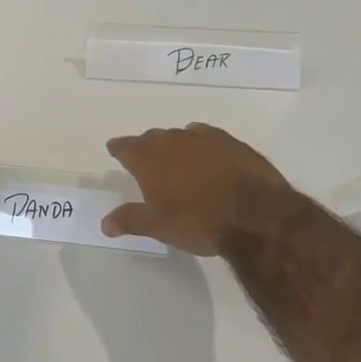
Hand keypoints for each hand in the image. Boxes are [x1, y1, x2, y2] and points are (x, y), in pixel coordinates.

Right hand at [102, 123, 292, 255]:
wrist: (255, 215)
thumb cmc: (198, 222)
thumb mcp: (159, 226)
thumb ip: (130, 220)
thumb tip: (104, 223)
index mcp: (150, 159)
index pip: (126, 146)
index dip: (119, 148)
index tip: (114, 149)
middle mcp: (174, 141)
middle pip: (153, 137)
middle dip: (146, 146)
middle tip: (146, 160)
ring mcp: (205, 138)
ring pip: (181, 135)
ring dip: (175, 144)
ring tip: (177, 159)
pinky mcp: (232, 142)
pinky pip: (208, 136)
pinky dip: (201, 144)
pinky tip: (206, 155)